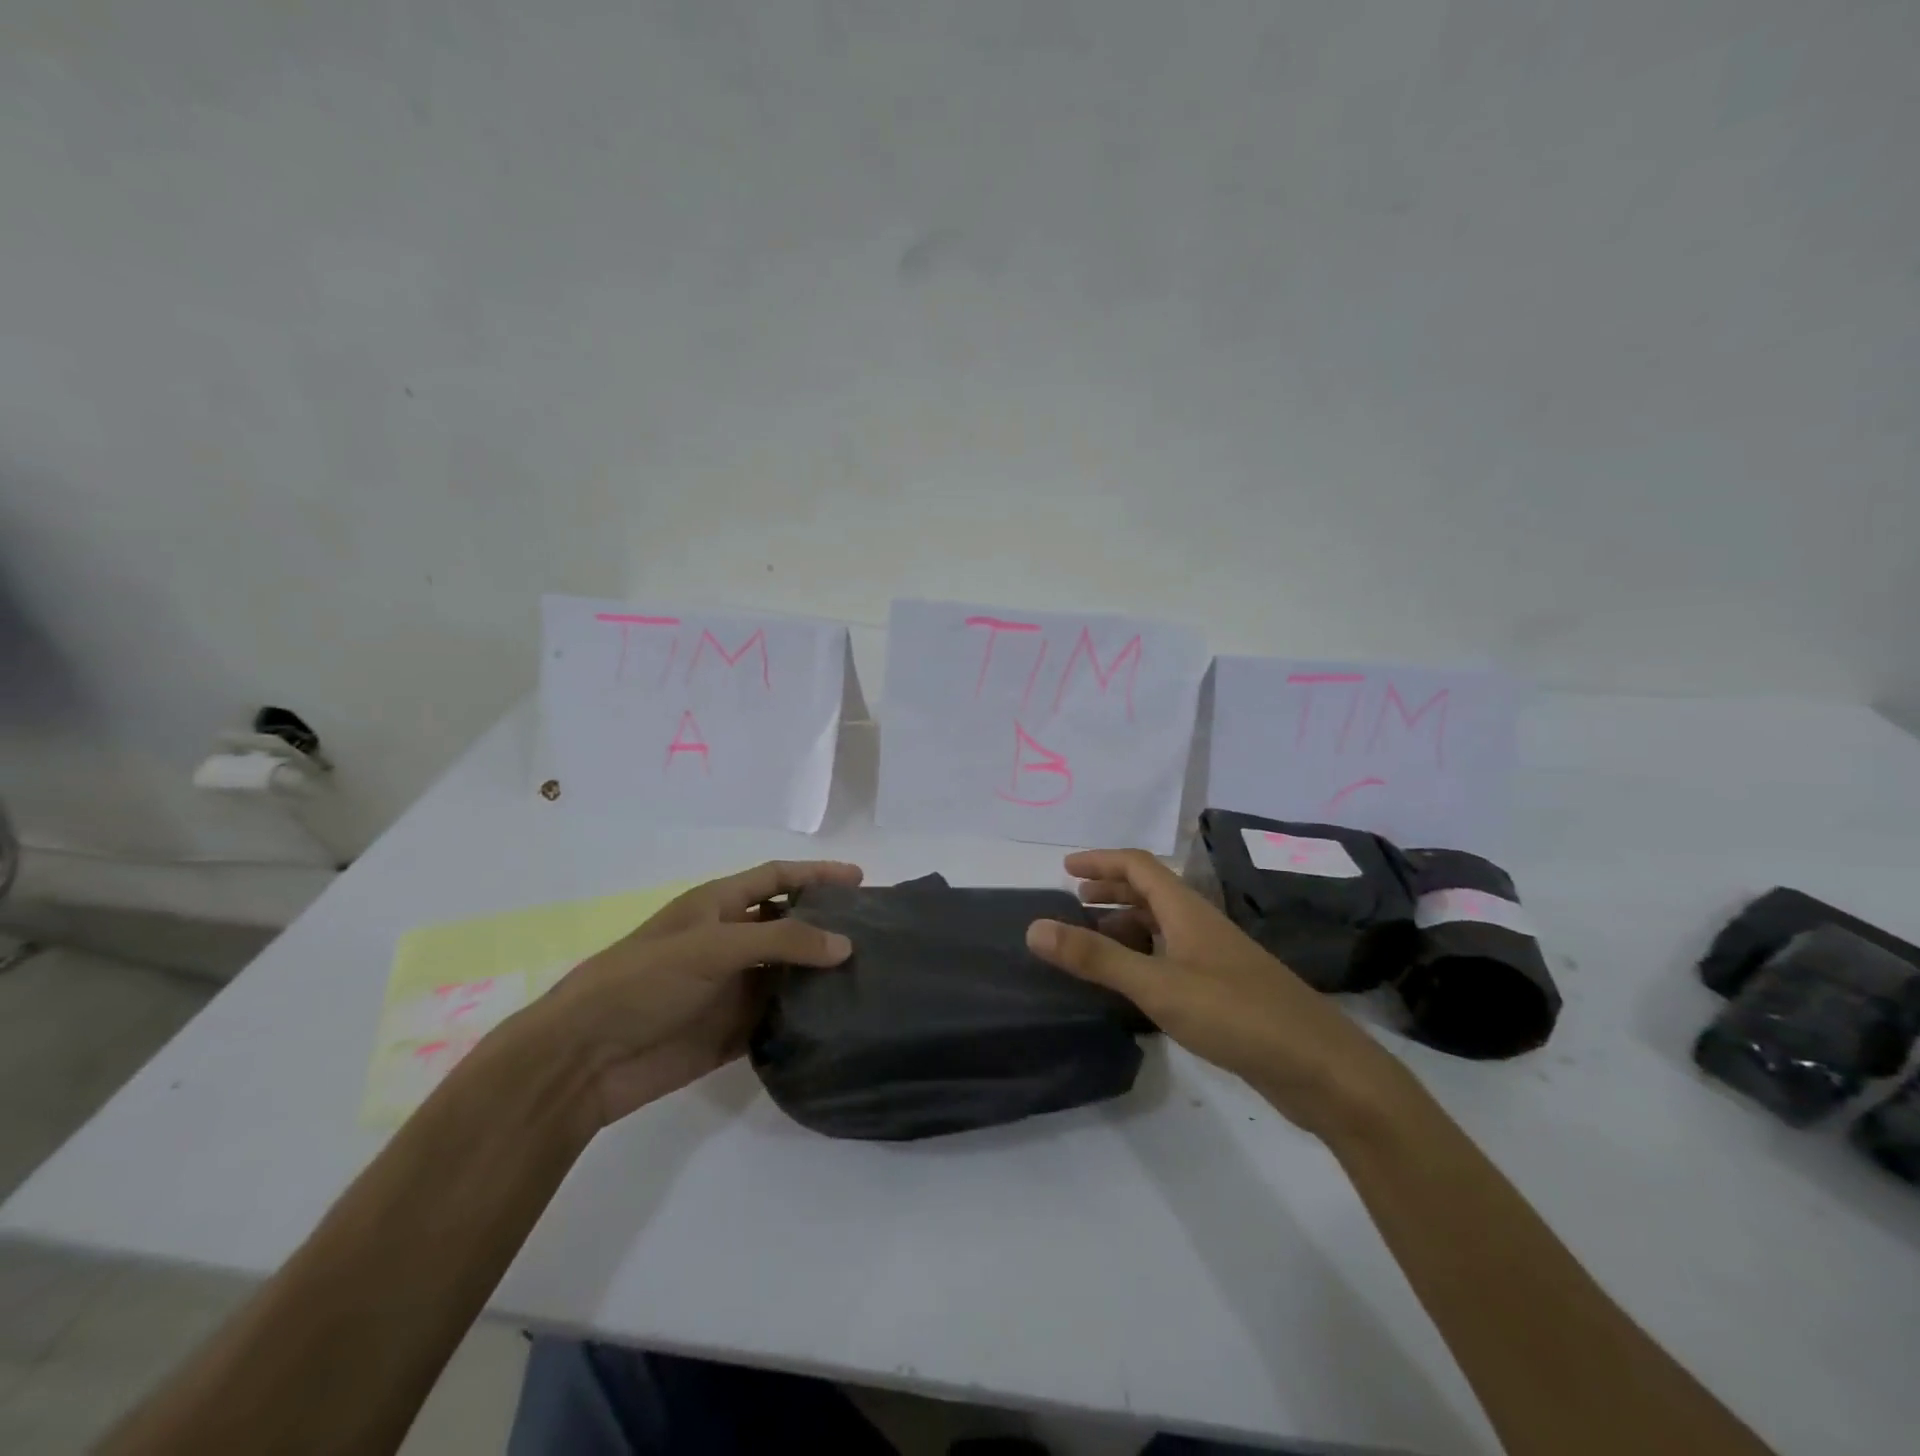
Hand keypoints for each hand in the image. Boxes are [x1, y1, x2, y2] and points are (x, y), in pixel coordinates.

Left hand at [530, 859, 862, 1130]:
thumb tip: (845, 946)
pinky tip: (841, 1019)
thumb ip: (781, 941)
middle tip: (877, 933)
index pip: (778, 878)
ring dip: (822, 973)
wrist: (585, 1059)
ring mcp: (732, 987)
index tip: (861, 880)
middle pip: (789, 924)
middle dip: (828, 924)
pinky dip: (807, 1016)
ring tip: (872, 975)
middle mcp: (730, 941)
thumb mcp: (712, 946)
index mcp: (718, 906)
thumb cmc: (644, 981)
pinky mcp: (732, 1030)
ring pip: (789, 973)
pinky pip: (779, 1017)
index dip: (817, 874)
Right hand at [1026, 849, 1411, 1137]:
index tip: (1064, 869)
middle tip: (1074, 902)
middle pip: (1151, 891)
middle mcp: (1201, 925)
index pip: (1139, 866)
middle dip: (1111, 890)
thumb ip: (1096, 959)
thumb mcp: (1158, 986)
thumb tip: (1034, 927)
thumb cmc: (1237, 1015)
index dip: (1101, 861)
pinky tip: (1133, 983)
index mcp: (1187, 911)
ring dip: (1126, 924)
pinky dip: (1145, 956)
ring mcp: (1217, 958)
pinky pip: (1173, 956)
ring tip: (1093, 942)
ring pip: (1163, 926)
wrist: (1322, 1068)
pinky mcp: (1225, 990)